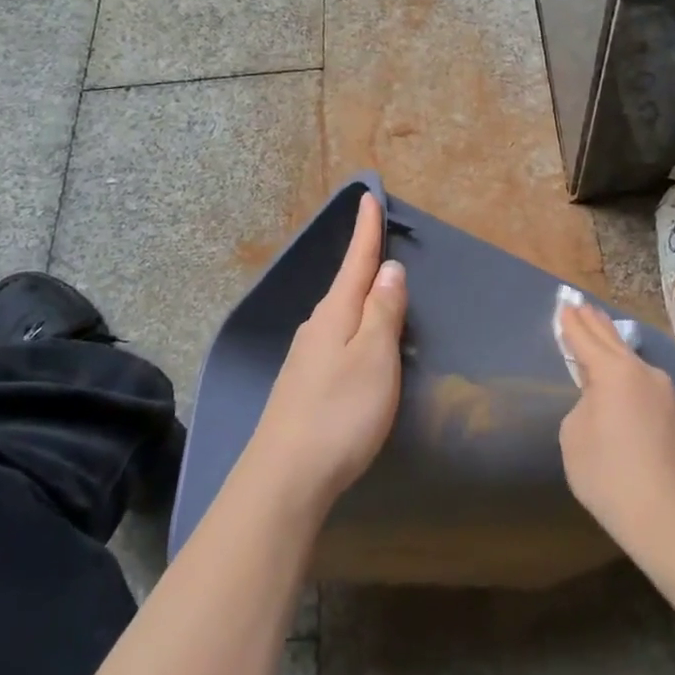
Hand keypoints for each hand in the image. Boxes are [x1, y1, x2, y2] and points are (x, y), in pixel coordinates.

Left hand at [246, 192, 407, 507]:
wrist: (285, 477)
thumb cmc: (340, 412)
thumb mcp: (373, 357)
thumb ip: (383, 311)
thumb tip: (388, 269)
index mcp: (335, 314)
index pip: (356, 261)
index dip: (365, 230)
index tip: (368, 197)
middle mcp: (316, 327)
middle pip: (346, 284)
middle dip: (363, 260)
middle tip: (379, 238)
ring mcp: (306, 357)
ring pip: (339, 313)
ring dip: (359, 295)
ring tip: (377, 286)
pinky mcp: (304, 384)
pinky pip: (335, 337)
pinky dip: (352, 325)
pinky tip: (357, 341)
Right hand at [558, 303, 674, 549]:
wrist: (667, 516)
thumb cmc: (609, 474)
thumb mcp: (575, 435)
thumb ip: (583, 404)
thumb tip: (599, 401)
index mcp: (614, 371)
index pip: (585, 338)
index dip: (570, 323)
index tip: (563, 305)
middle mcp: (642, 371)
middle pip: (612, 339)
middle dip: (593, 322)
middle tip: (579, 305)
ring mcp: (662, 391)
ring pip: (629, 357)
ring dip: (611, 343)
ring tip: (597, 330)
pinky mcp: (672, 412)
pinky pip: (641, 377)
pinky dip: (624, 367)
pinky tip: (618, 370)